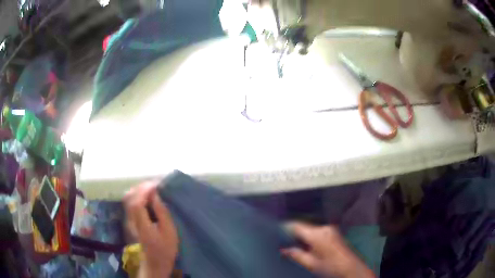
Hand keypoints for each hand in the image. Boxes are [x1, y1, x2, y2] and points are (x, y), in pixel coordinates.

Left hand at [124, 181, 178, 277]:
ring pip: (128, 199)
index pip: (137, 203)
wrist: (155, 261)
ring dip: (138, 190)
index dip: (145, 190)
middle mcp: (132, 220)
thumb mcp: (169, 232)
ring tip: (152, 188)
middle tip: (155, 184)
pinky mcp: (130, 220)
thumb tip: (156, 195)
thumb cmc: (166, 248)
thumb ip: (162, 213)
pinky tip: (146, 195)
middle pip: (130, 198)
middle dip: (141, 187)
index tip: (156, 184)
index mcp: (142, 225)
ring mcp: (129, 220)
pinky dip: (137, 195)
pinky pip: (130, 202)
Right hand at [282, 222, 374, 277]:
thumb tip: (283, 250)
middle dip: (293, 235)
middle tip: (284, 244)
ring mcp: (330, 229)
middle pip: (302, 227)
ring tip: (295, 248)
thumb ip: (296, 255)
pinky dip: (310, 238)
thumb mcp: (311, 264)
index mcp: (316, 235)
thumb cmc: (331, 267)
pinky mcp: (333, 233)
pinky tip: (308, 247)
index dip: (284, 228)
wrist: (351, 268)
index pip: (295, 225)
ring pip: (309, 230)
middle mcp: (323, 228)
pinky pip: (317, 232)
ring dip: (302, 237)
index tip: (275, 232)